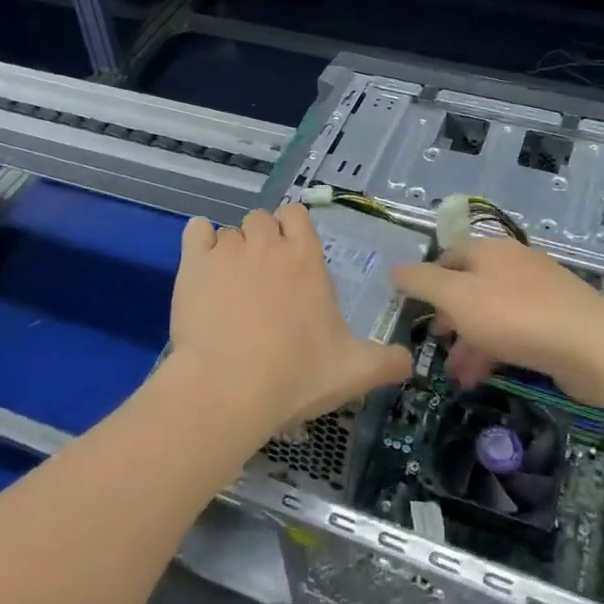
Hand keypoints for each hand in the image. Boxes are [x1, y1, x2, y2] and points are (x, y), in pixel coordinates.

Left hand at [167, 206, 411, 437]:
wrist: (228, 389)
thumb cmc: (295, 374)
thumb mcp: (354, 372)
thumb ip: (387, 362)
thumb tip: (410, 363)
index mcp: (305, 257)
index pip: (296, 214)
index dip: (292, 230)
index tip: (291, 257)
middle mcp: (267, 244)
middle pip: (261, 219)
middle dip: (262, 240)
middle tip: (262, 278)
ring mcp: (228, 251)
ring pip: (230, 231)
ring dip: (232, 249)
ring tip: (230, 285)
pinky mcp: (193, 264)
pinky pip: (196, 231)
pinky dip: (199, 242)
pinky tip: (203, 268)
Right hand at [394, 240, 603, 404]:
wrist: (594, 346)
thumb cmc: (516, 316)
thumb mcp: (458, 298)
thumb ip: (422, 282)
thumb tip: (394, 269)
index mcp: (489, 250)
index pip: (448, 257)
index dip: (427, 282)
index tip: (414, 312)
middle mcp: (514, 264)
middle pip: (470, 286)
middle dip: (450, 319)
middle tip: (436, 347)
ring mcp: (539, 291)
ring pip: (492, 313)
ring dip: (471, 343)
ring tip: (457, 377)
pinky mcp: (558, 320)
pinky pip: (516, 331)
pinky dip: (496, 350)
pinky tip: (486, 376)